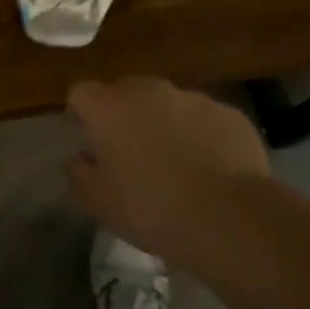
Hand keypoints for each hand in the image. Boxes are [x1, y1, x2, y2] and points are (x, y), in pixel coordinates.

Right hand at [64, 77, 271, 268]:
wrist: (230, 217)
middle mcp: (148, 90)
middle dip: (124, 116)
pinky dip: (201, 136)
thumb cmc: (151, 209)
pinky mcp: (228, 113)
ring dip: (164, 124)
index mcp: (108, 108)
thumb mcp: (98, 203)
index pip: (81, 93)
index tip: (90, 143)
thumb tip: (80, 157)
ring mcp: (191, 98)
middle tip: (132, 155)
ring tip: (176, 165)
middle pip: (125, 92)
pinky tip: (210, 170)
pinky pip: (203, 119)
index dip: (82, 115)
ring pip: (167, 104)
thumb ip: (78, 173)